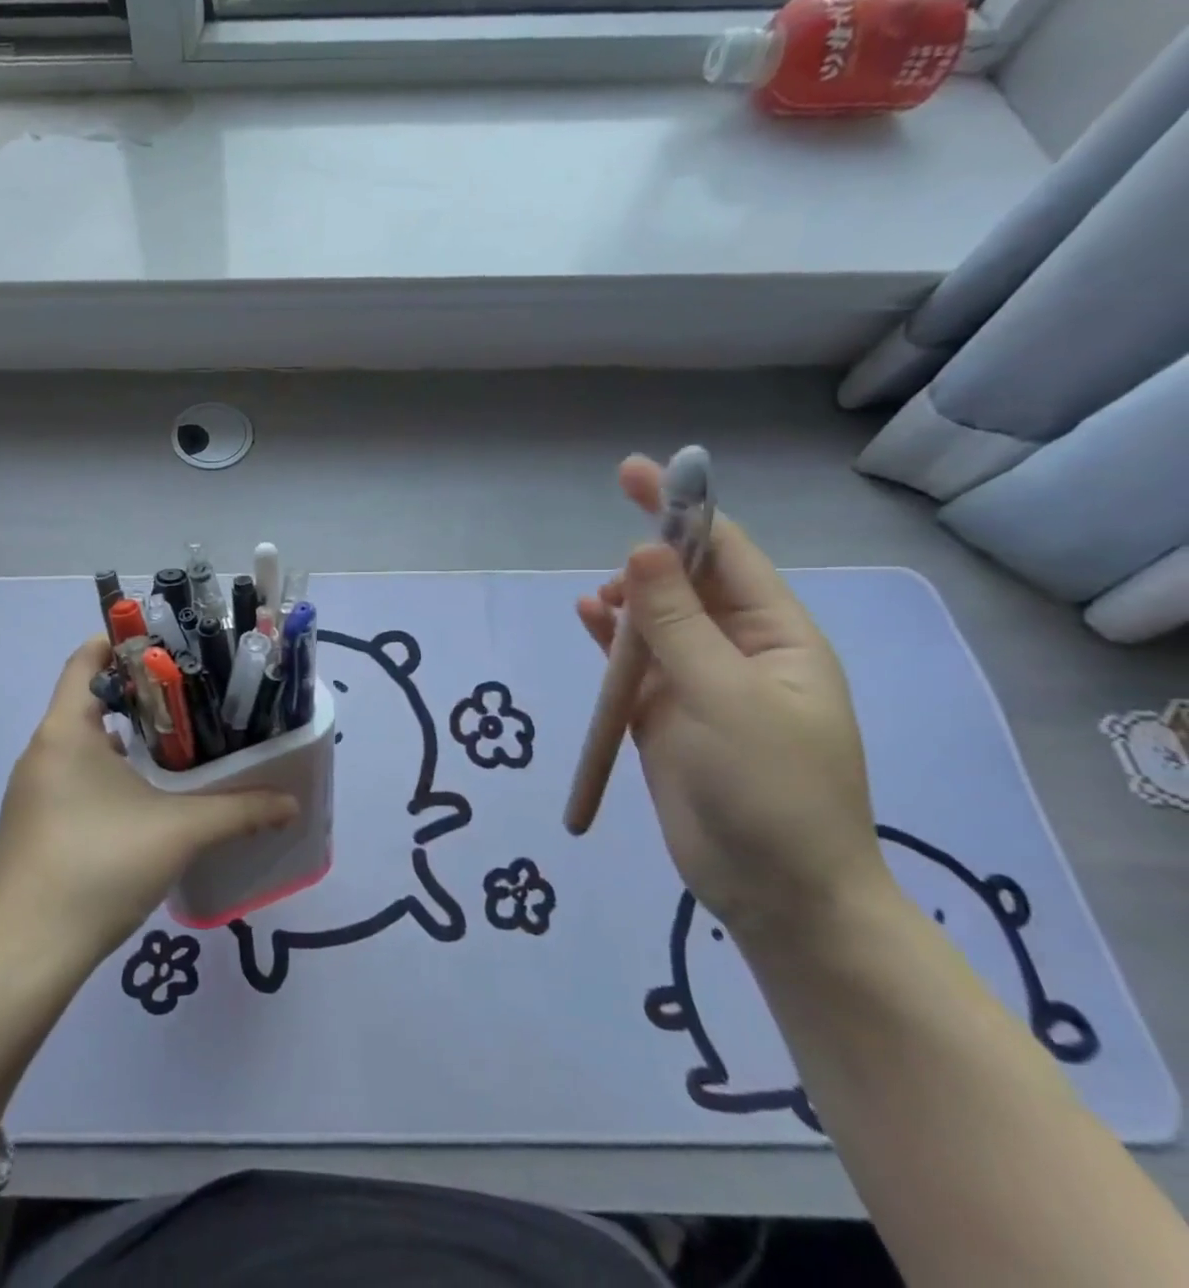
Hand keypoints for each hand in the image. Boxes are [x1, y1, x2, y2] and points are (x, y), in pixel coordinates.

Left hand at [0, 637, 297, 971]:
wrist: (24, 955)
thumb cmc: (98, 868)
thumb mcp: (178, 833)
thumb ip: (239, 812)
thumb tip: (291, 803)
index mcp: (65, 731)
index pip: (85, 660)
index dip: (121, 642)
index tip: (166, 644)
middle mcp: (41, 751)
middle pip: (87, 699)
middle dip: (138, 694)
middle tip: (191, 697)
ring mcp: (31, 791)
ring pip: (81, 743)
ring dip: (124, 738)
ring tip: (177, 745)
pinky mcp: (31, 825)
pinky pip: (72, 777)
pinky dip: (107, 773)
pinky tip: (143, 800)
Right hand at [575, 456, 887, 944]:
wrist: (772, 891)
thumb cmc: (769, 789)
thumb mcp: (723, 696)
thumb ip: (677, 622)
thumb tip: (640, 552)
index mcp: (777, 637)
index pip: (726, 553)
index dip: (683, 510)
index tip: (636, 473)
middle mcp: (739, 651)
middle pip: (687, 583)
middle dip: (648, 560)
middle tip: (610, 565)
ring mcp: (699, 684)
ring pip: (655, 620)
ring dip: (626, 602)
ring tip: (597, 604)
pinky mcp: (663, 715)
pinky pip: (633, 662)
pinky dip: (611, 639)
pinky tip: (588, 620)